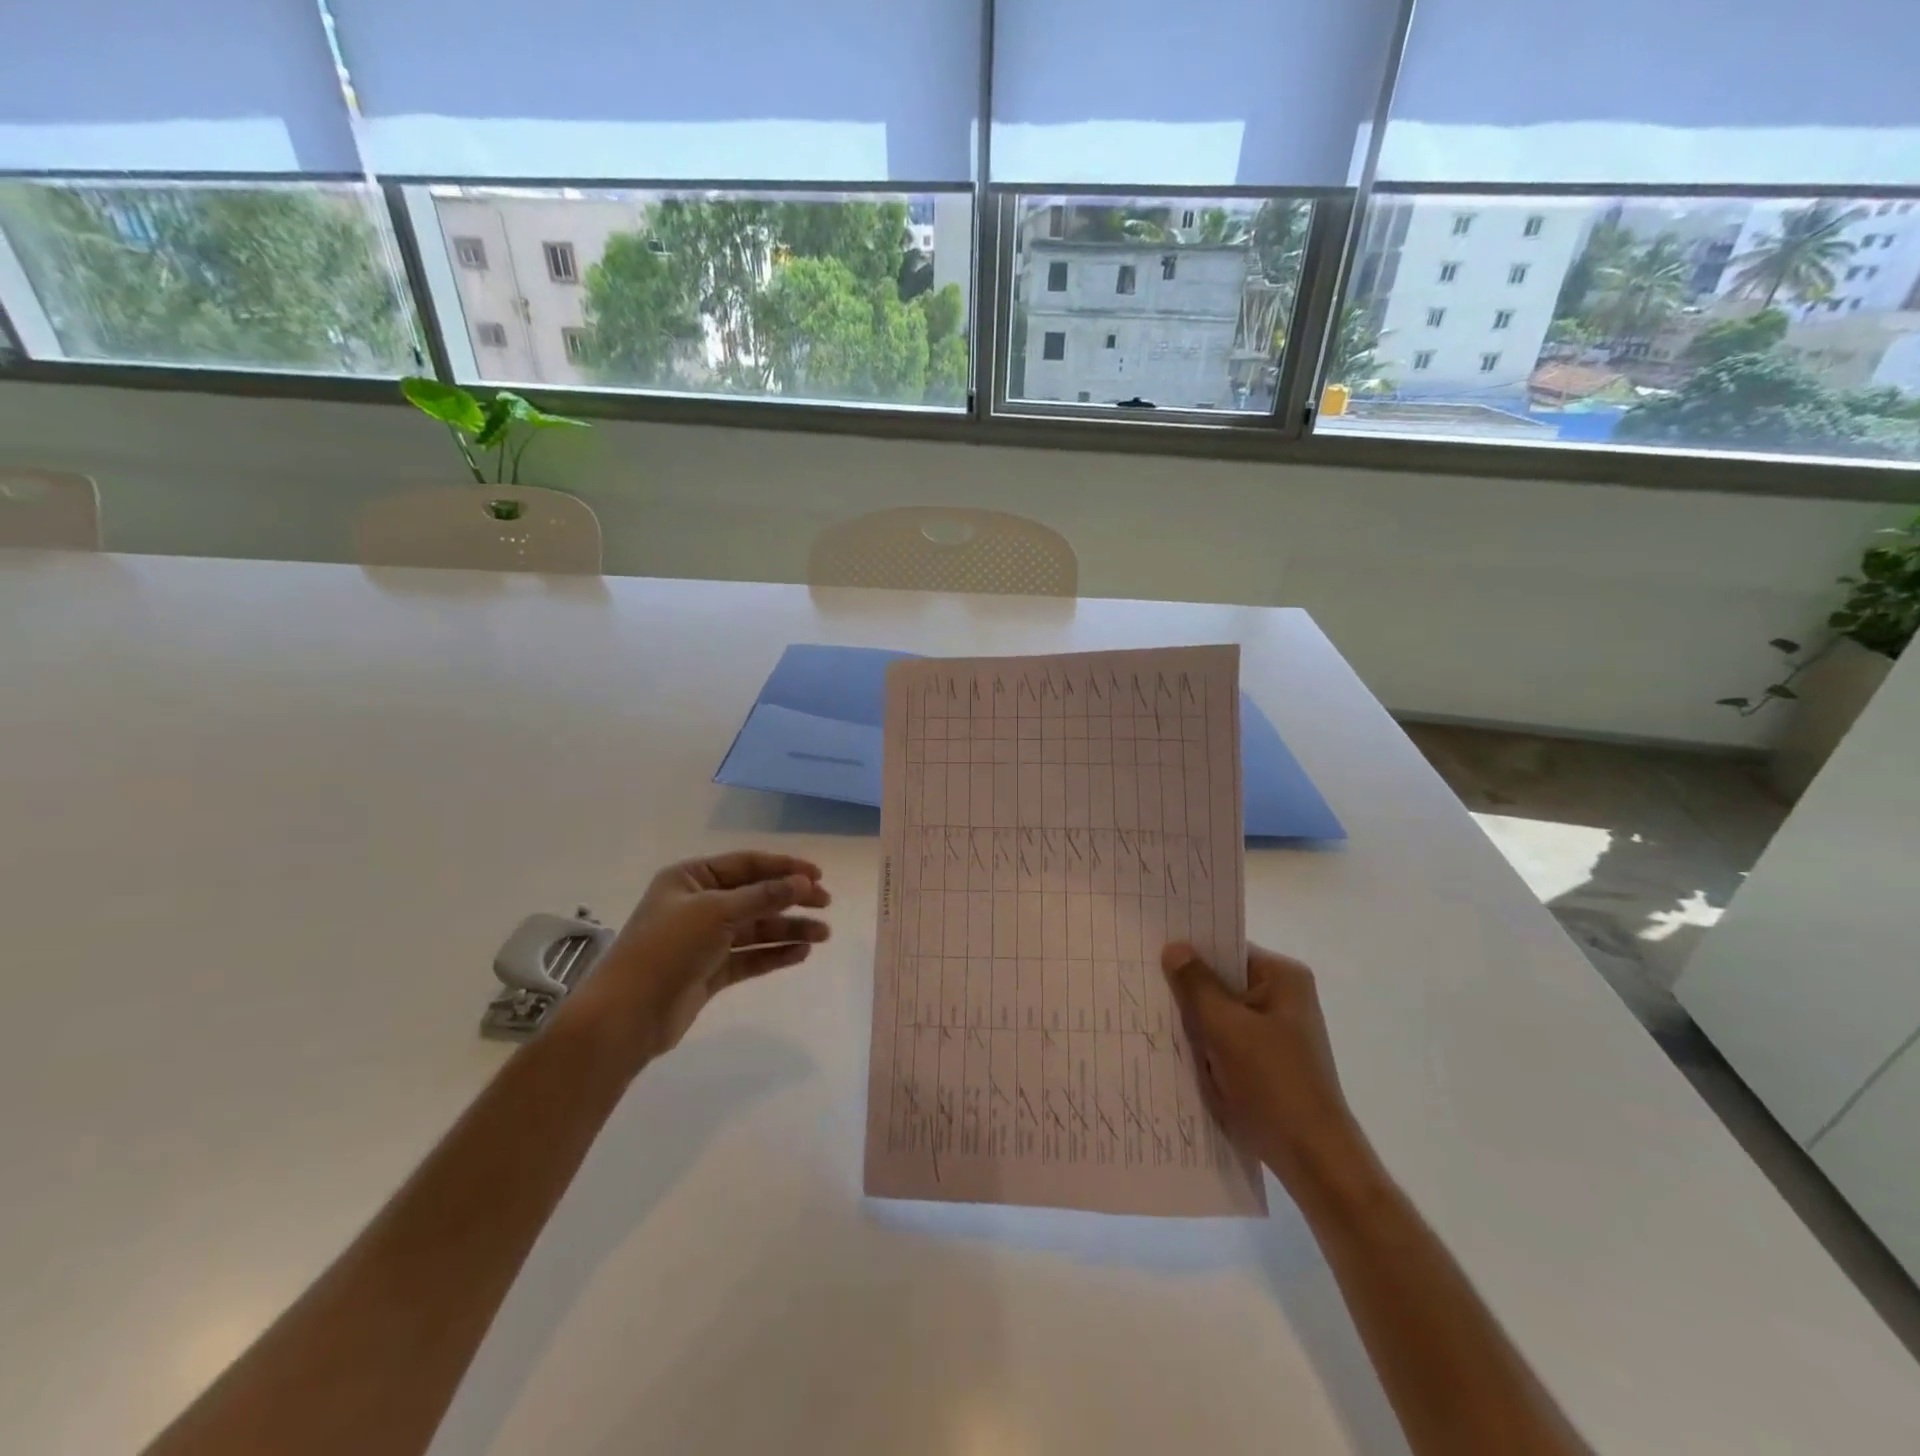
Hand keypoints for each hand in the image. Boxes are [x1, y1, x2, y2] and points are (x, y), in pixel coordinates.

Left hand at [558, 851, 830, 1070]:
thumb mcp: (717, 912)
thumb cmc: (668, 948)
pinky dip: (775, 953)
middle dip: (791, 898)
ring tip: (823, 935)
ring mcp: (705, 939)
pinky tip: (801, 953)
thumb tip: (804, 881)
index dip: (784, 868)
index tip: (818, 875)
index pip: (747, 864)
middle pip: (755, 895)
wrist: (627, 1015)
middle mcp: (698, 904)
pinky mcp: (711, 971)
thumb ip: (763, 896)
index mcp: (691, 878)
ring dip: (789, 928)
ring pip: (756, 928)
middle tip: (826, 904)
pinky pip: (750, 956)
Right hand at [1161, 941, 1363, 1192]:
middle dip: (1188, 990)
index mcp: (1283, 978)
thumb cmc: (1272, 1083)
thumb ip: (1196, 985)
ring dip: (1195, 1021)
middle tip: (1144, 985)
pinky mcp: (1268, 1060)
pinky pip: (1227, 1039)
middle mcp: (1284, 997)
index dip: (1189, 952)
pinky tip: (1178, 1051)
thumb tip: (1174, 947)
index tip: (1150, 953)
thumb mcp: (1225, 1028)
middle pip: (1222, 981)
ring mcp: (1277, 1031)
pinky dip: (1207, 1044)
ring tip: (1154, 1018)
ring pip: (1222, 1013)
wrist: (1312, 1159)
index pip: (1226, 949)